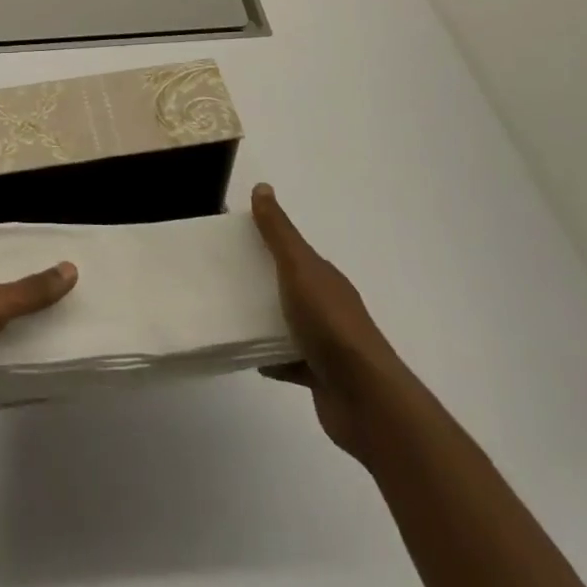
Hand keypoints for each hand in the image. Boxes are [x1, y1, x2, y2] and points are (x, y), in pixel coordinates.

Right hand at [253, 182, 409, 465]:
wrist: (365, 398)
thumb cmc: (330, 324)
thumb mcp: (299, 268)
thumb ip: (279, 232)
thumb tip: (262, 187)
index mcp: (323, 276)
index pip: (291, 249)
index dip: (264, 240)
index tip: (230, 237)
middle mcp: (326, 304)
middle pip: (288, 283)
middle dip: (260, 277)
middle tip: (221, 273)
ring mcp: (325, 342)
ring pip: (287, 322)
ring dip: (263, 317)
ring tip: (227, 312)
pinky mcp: (318, 375)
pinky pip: (287, 360)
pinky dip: (269, 357)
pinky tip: (248, 354)